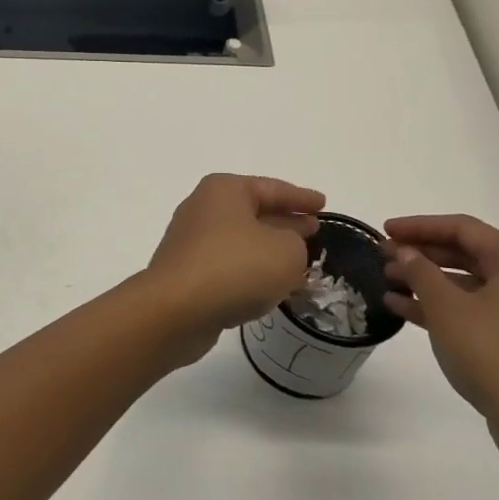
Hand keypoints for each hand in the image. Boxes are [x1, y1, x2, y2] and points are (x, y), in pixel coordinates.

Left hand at [146, 174, 324, 363]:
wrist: (175, 310)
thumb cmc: (235, 268)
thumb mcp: (286, 252)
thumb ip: (296, 243)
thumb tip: (283, 245)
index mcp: (225, 191)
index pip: (272, 189)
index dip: (301, 198)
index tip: (324, 204)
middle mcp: (203, 208)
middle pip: (253, 211)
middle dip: (284, 222)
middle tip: (314, 231)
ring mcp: (191, 240)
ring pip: (241, 240)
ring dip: (268, 249)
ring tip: (299, 261)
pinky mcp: (186, 271)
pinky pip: (229, 264)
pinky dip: (251, 270)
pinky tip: (269, 286)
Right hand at [382, 214, 498, 471]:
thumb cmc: (494, 355)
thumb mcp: (447, 309)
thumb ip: (420, 272)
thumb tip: (405, 251)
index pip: (464, 229)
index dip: (420, 226)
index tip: (385, 230)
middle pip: (468, 255)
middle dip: (423, 254)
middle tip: (384, 256)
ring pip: (470, 285)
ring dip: (428, 282)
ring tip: (388, 282)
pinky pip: (477, 311)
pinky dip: (444, 308)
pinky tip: (406, 310)